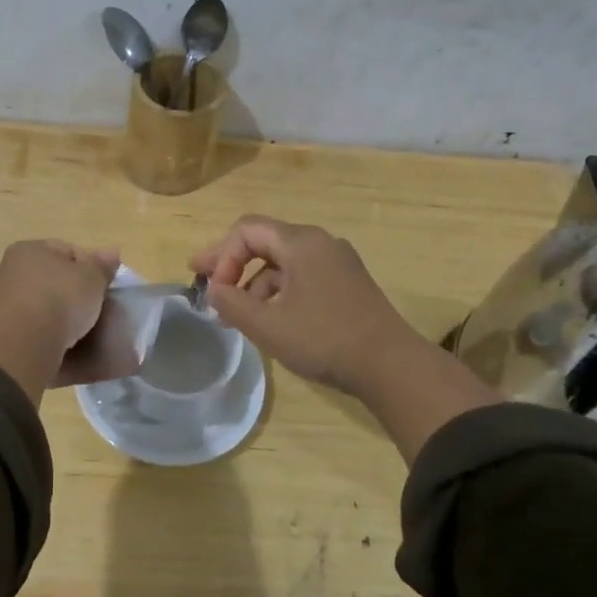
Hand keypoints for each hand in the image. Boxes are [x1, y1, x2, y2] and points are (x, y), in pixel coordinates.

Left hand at [0, 240, 120, 403]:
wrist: (25, 342)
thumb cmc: (61, 298)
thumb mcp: (92, 278)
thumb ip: (102, 265)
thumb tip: (112, 251)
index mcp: (28, 248)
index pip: (65, 250)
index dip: (88, 266)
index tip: (102, 285)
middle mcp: (7, 269)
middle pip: (48, 276)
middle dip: (68, 288)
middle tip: (90, 306)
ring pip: (36, 301)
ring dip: (53, 310)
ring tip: (76, 328)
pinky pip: (28, 324)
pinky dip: (42, 330)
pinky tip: (58, 341)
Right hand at [191, 216, 502, 461]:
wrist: (391, 365)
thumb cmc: (324, 339)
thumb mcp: (267, 324)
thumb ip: (231, 303)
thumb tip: (214, 290)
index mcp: (301, 242)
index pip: (247, 230)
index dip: (220, 255)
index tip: (211, 289)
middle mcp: (321, 243)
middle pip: (265, 241)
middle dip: (232, 264)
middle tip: (206, 284)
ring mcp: (338, 263)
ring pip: (283, 262)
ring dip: (255, 283)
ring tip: (240, 316)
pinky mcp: (348, 284)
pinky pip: (302, 277)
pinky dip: (279, 292)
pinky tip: (273, 320)